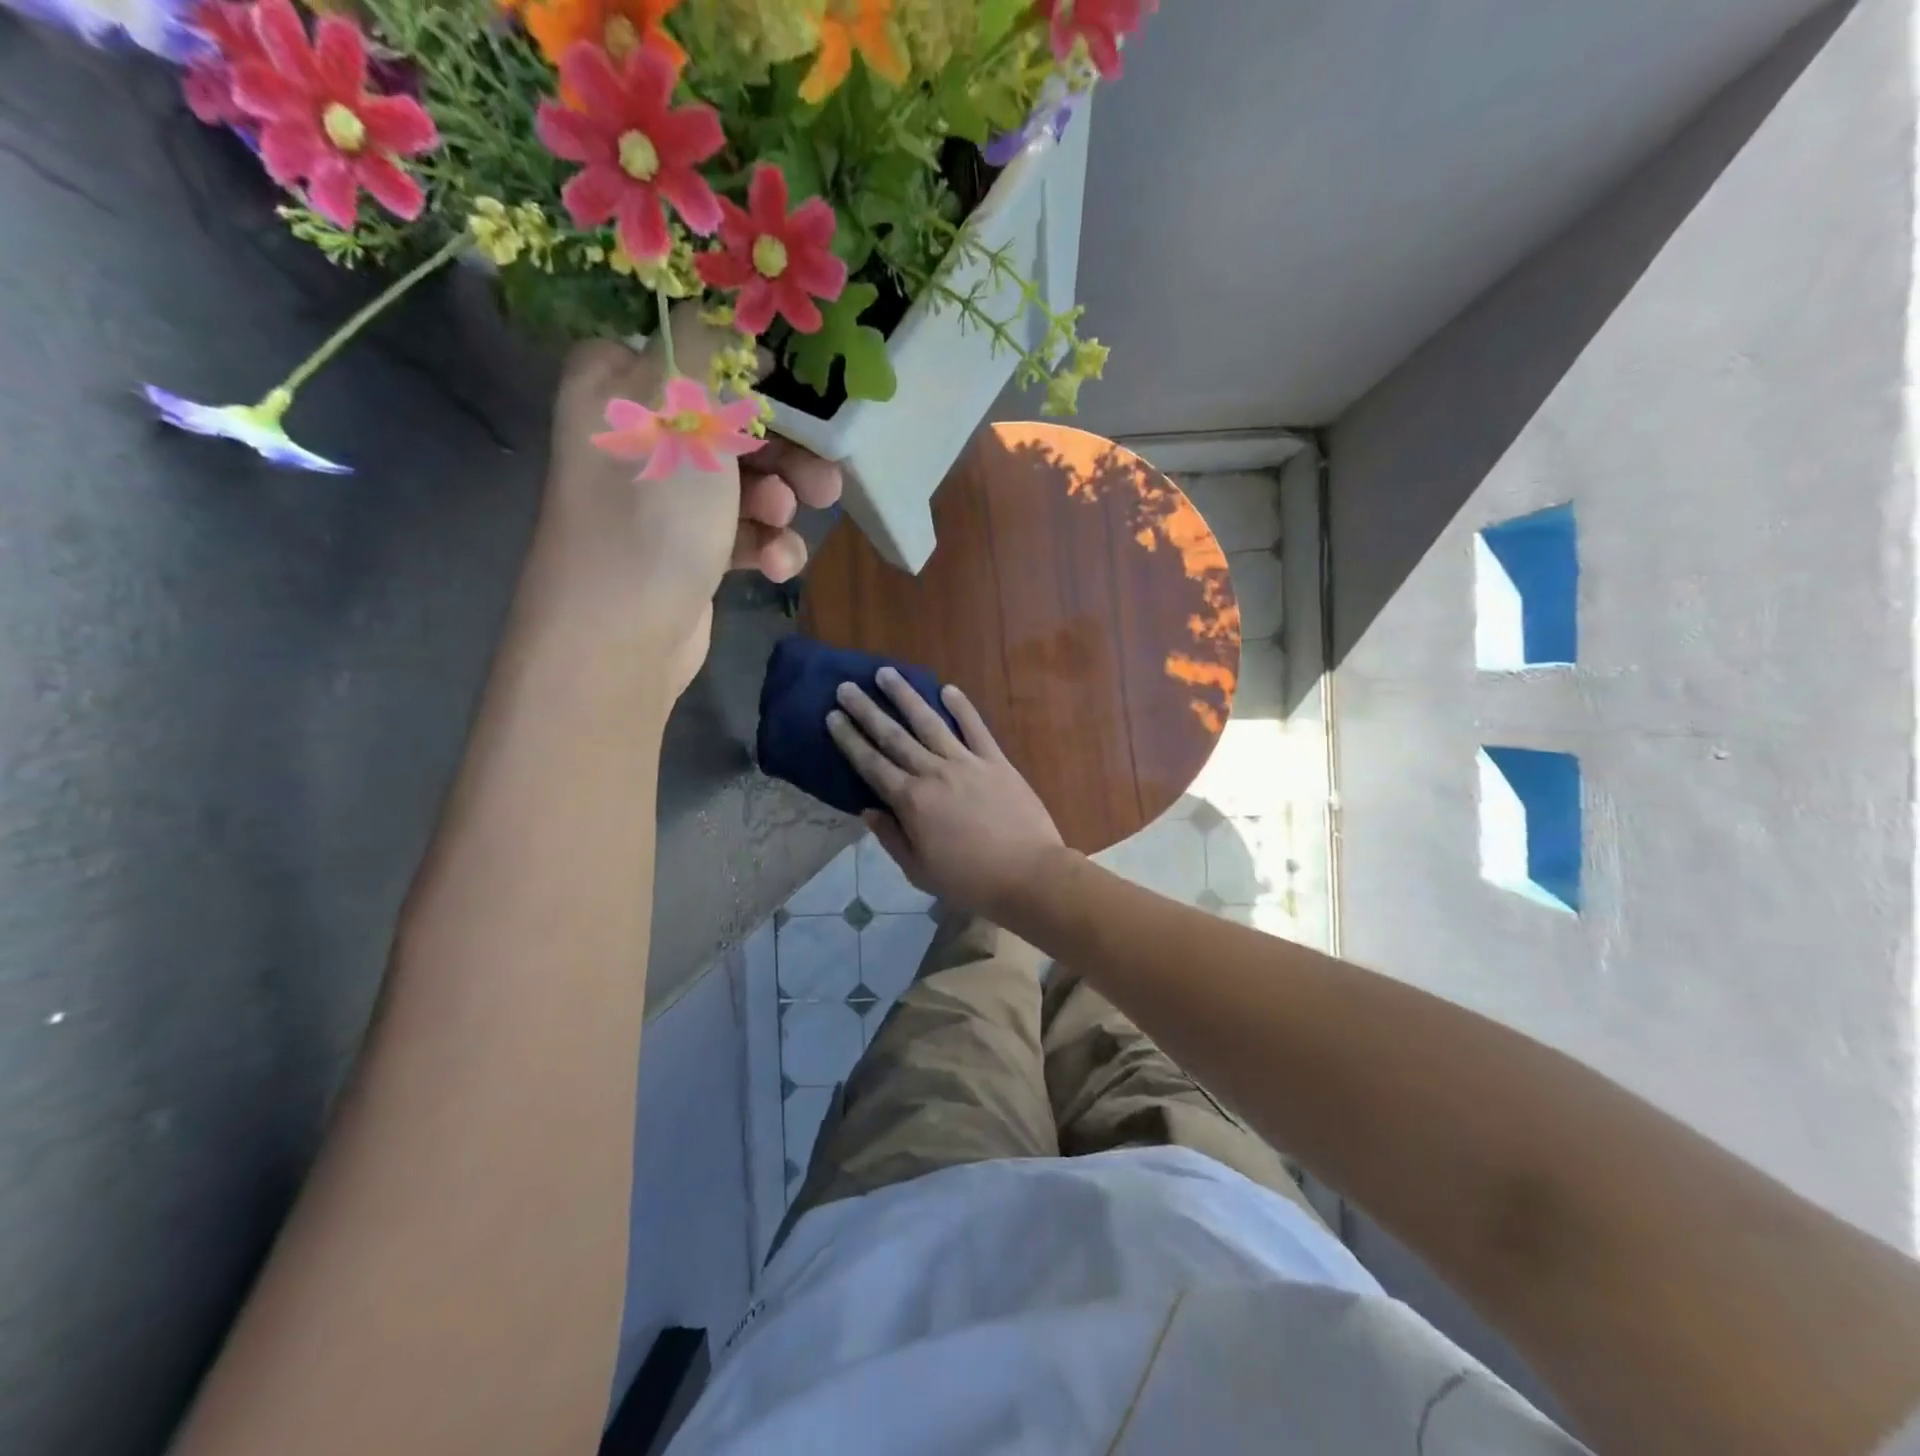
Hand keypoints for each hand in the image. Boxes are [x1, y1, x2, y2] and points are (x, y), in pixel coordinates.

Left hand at [534, 310, 841, 694]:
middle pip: (733, 424)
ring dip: (779, 503)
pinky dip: (766, 545)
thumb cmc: (651, 508)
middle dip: (785, 454)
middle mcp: (641, 435)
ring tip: (787, 522)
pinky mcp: (690, 549)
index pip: (696, 353)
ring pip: (747, 483)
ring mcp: (666, 499)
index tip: (803, 390)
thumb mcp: (681, 404)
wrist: (623, 632)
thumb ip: (711, 347)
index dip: (753, 370)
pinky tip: (776, 565)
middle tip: (823, 478)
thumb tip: (730, 314)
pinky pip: (742, 532)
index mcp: (621, 384)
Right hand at [826, 668, 1065, 917]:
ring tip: (887, 673)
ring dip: (906, 697)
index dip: (850, 739)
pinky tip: (948, 688)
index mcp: (911, 801)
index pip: (871, 764)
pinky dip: (962, 707)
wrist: (1028, 874)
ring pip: (930, 722)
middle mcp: (934, 773)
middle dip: (867, 710)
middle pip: (894, 736)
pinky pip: (976, 728)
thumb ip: (892, 837)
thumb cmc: (970, 881)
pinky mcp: (996, 761)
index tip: (832, 716)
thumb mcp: (919, 871)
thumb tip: (868, 810)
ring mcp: (967, 762)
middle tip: (847, 686)